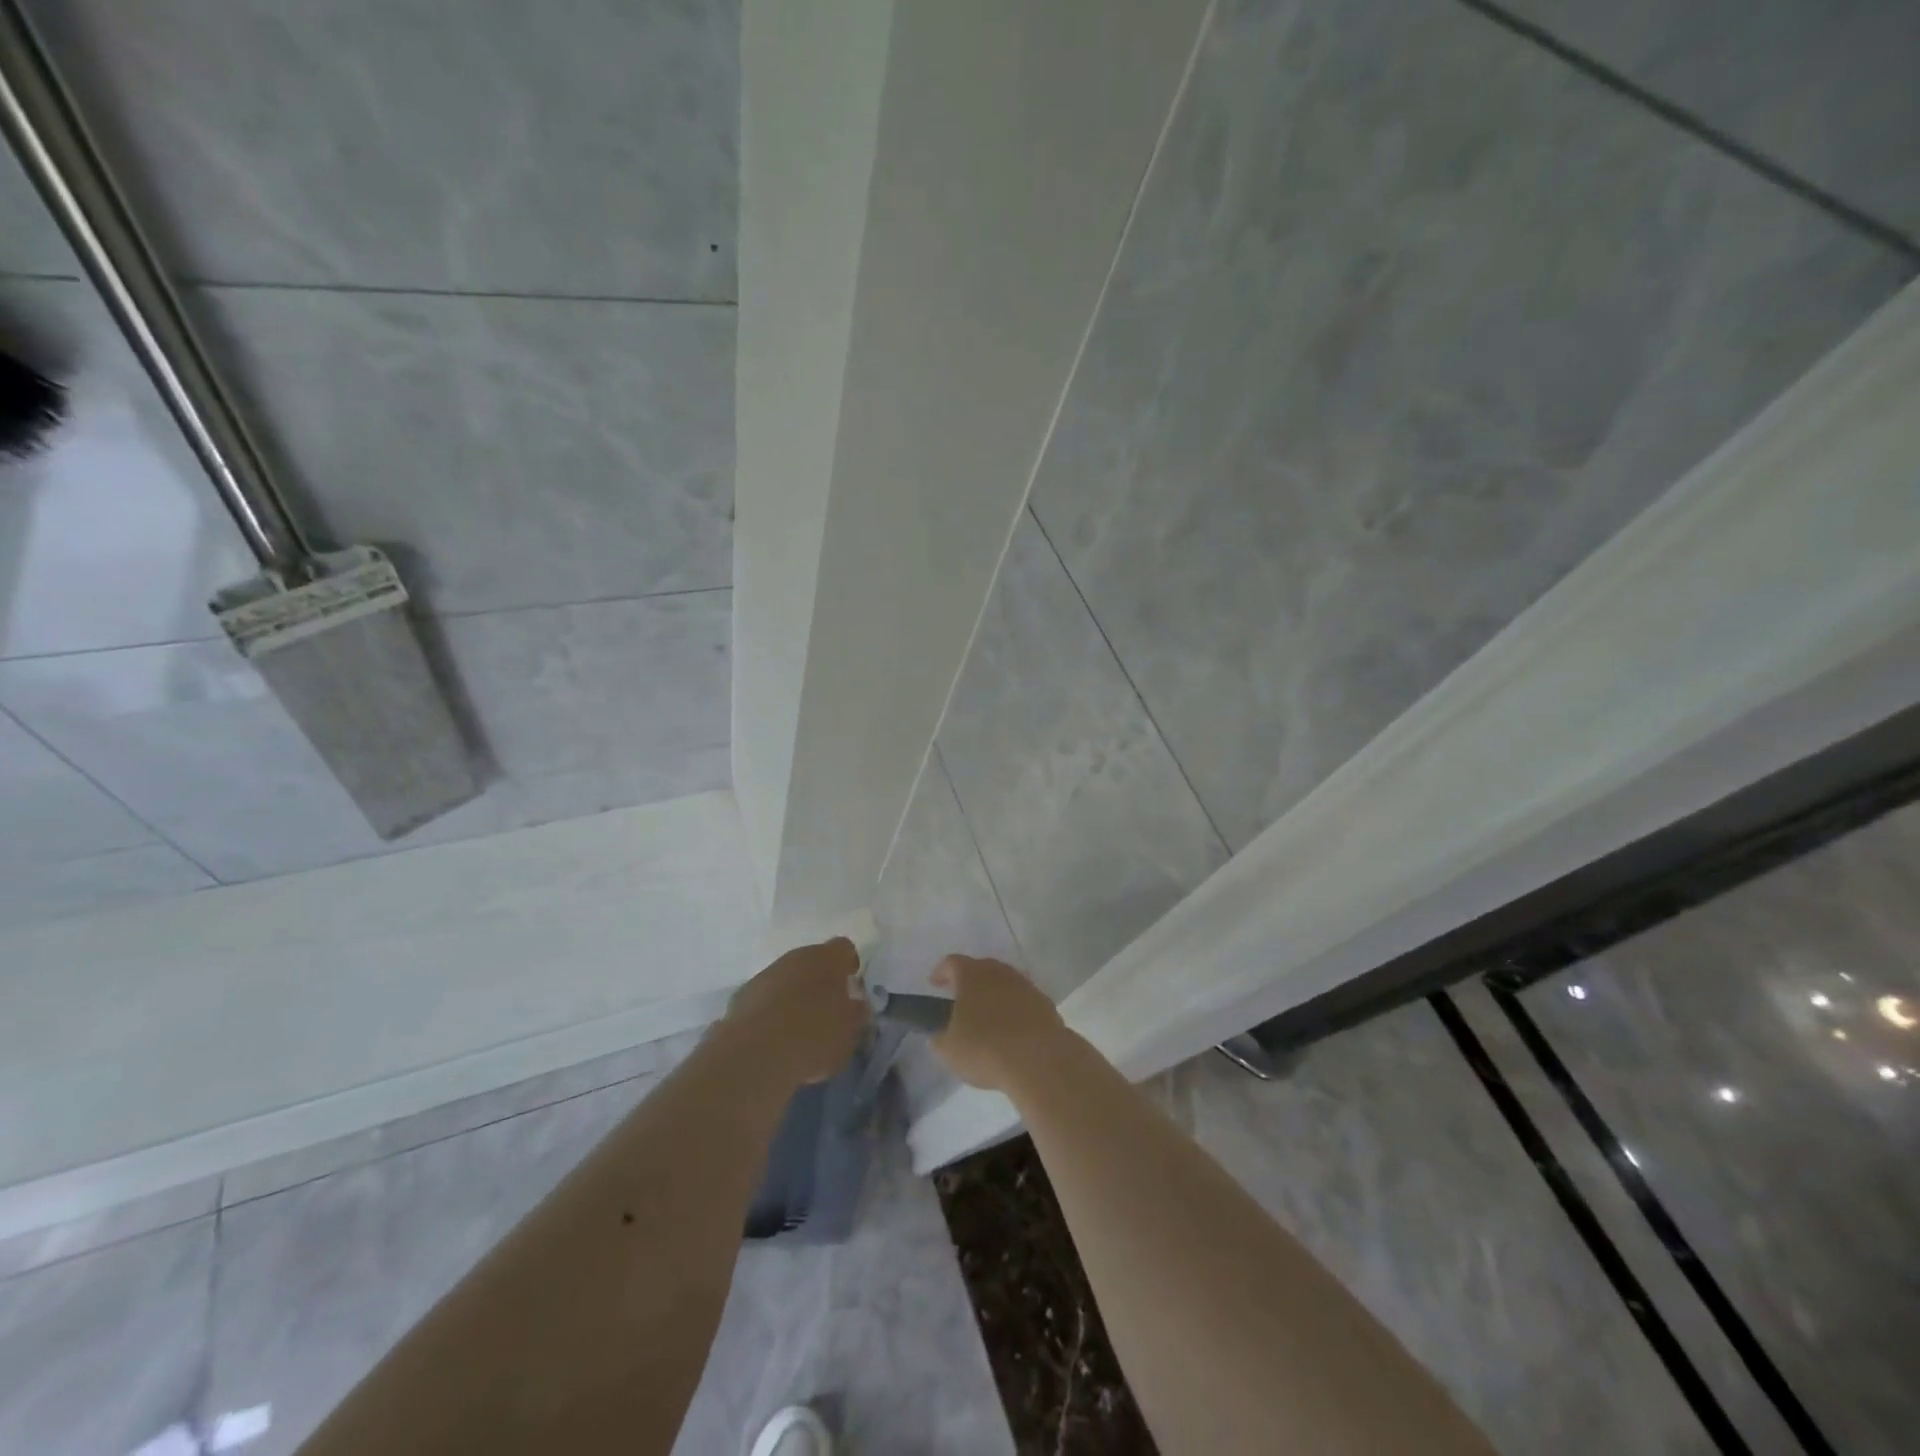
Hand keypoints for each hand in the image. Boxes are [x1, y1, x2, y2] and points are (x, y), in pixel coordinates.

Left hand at [725, 937, 867, 1084]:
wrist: (755, 1054)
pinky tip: (774, 1038)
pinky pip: (764, 999)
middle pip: (812, 962)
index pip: (844, 948)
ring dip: (793, 995)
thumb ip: (855, 1014)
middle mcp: (794, 958)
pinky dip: (771, 1011)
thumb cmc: (814, 1036)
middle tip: (827, 1009)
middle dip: (820, 981)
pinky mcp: (741, 997)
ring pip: (786, 979)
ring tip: (799, 1028)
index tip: (851, 985)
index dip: (849, 965)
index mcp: (826, 958)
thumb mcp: (849, 1031)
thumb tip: (854, 1005)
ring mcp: (765, 975)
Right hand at [930, 955, 1067, 1091]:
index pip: (952, 962)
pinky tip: (1012, 1031)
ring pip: (1005, 983)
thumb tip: (939, 1035)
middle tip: (961, 1000)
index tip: (935, 984)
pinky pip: (1023, 1001)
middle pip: (981, 968)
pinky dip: (1015, 1010)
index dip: (941, 972)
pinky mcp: (1045, 1003)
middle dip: (970, 982)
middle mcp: (999, 972)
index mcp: (971, 975)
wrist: (1039, 1060)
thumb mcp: (949, 1050)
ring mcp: (1025, 985)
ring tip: (988, 1017)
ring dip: (995, 995)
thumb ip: (940, 1039)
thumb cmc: (985, 1048)